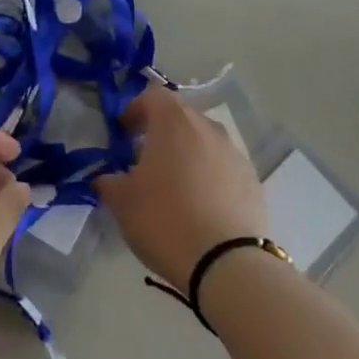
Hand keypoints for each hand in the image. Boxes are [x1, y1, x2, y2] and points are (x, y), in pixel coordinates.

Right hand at [96, 85, 267, 287]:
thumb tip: (107, 178)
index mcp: (174, 122)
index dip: (135, 110)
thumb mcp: (122, 202)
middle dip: (160, 133)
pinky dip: (209, 176)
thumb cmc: (165, 220)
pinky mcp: (252, 179)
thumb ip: (109, 182)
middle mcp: (207, 127)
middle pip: (180, 117)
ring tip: (174, 187)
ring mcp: (234, 152)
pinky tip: (200, 206)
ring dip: (187, 154)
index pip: (152, 96)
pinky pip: (223, 167)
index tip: (123, 134)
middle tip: (144, 161)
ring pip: (204, 142)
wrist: (226, 262)